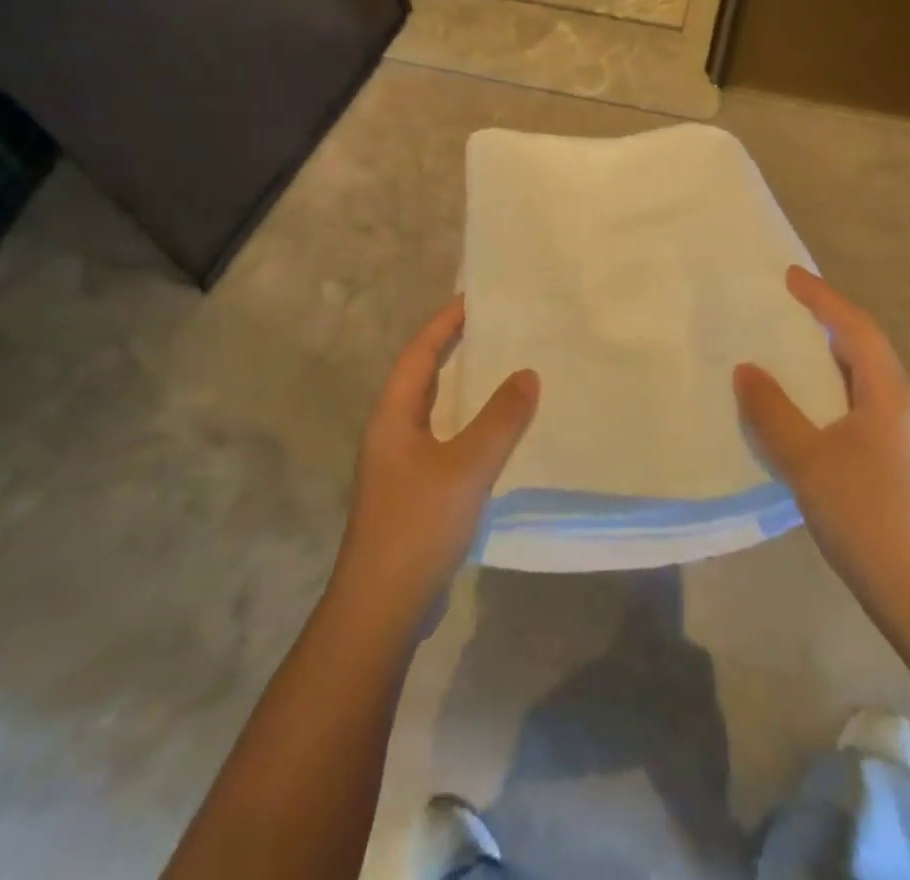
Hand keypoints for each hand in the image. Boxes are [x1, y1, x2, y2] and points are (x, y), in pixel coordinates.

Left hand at [331, 296, 537, 629]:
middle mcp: (392, 433)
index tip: (475, 300)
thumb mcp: (466, 467)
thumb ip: (500, 419)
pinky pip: (445, 441)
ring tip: (503, 371)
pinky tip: (498, 435)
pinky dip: (469, 426)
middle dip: (454, 350)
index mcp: (393, 417)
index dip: (444, 324)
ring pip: (435, 411)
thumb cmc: (418, 525)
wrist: (382, 608)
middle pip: (423, 377)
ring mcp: (400, 466)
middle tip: (495, 329)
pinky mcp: (414, 493)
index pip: (419, 353)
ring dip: (464, 389)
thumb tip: (527, 373)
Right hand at [734, 267, 909, 614]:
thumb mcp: (808, 461)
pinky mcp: (901, 460)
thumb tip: (746, 369)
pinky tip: (809, 407)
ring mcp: (907, 435)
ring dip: (830, 356)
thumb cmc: (866, 517)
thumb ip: (773, 412)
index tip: (790, 276)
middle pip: (865, 347)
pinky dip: (833, 389)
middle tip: (787, 307)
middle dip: (827, 321)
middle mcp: (905, 405)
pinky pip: (863, 404)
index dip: (822, 298)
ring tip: (791, 349)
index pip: (855, 328)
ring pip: (865, 378)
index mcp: (890, 394)